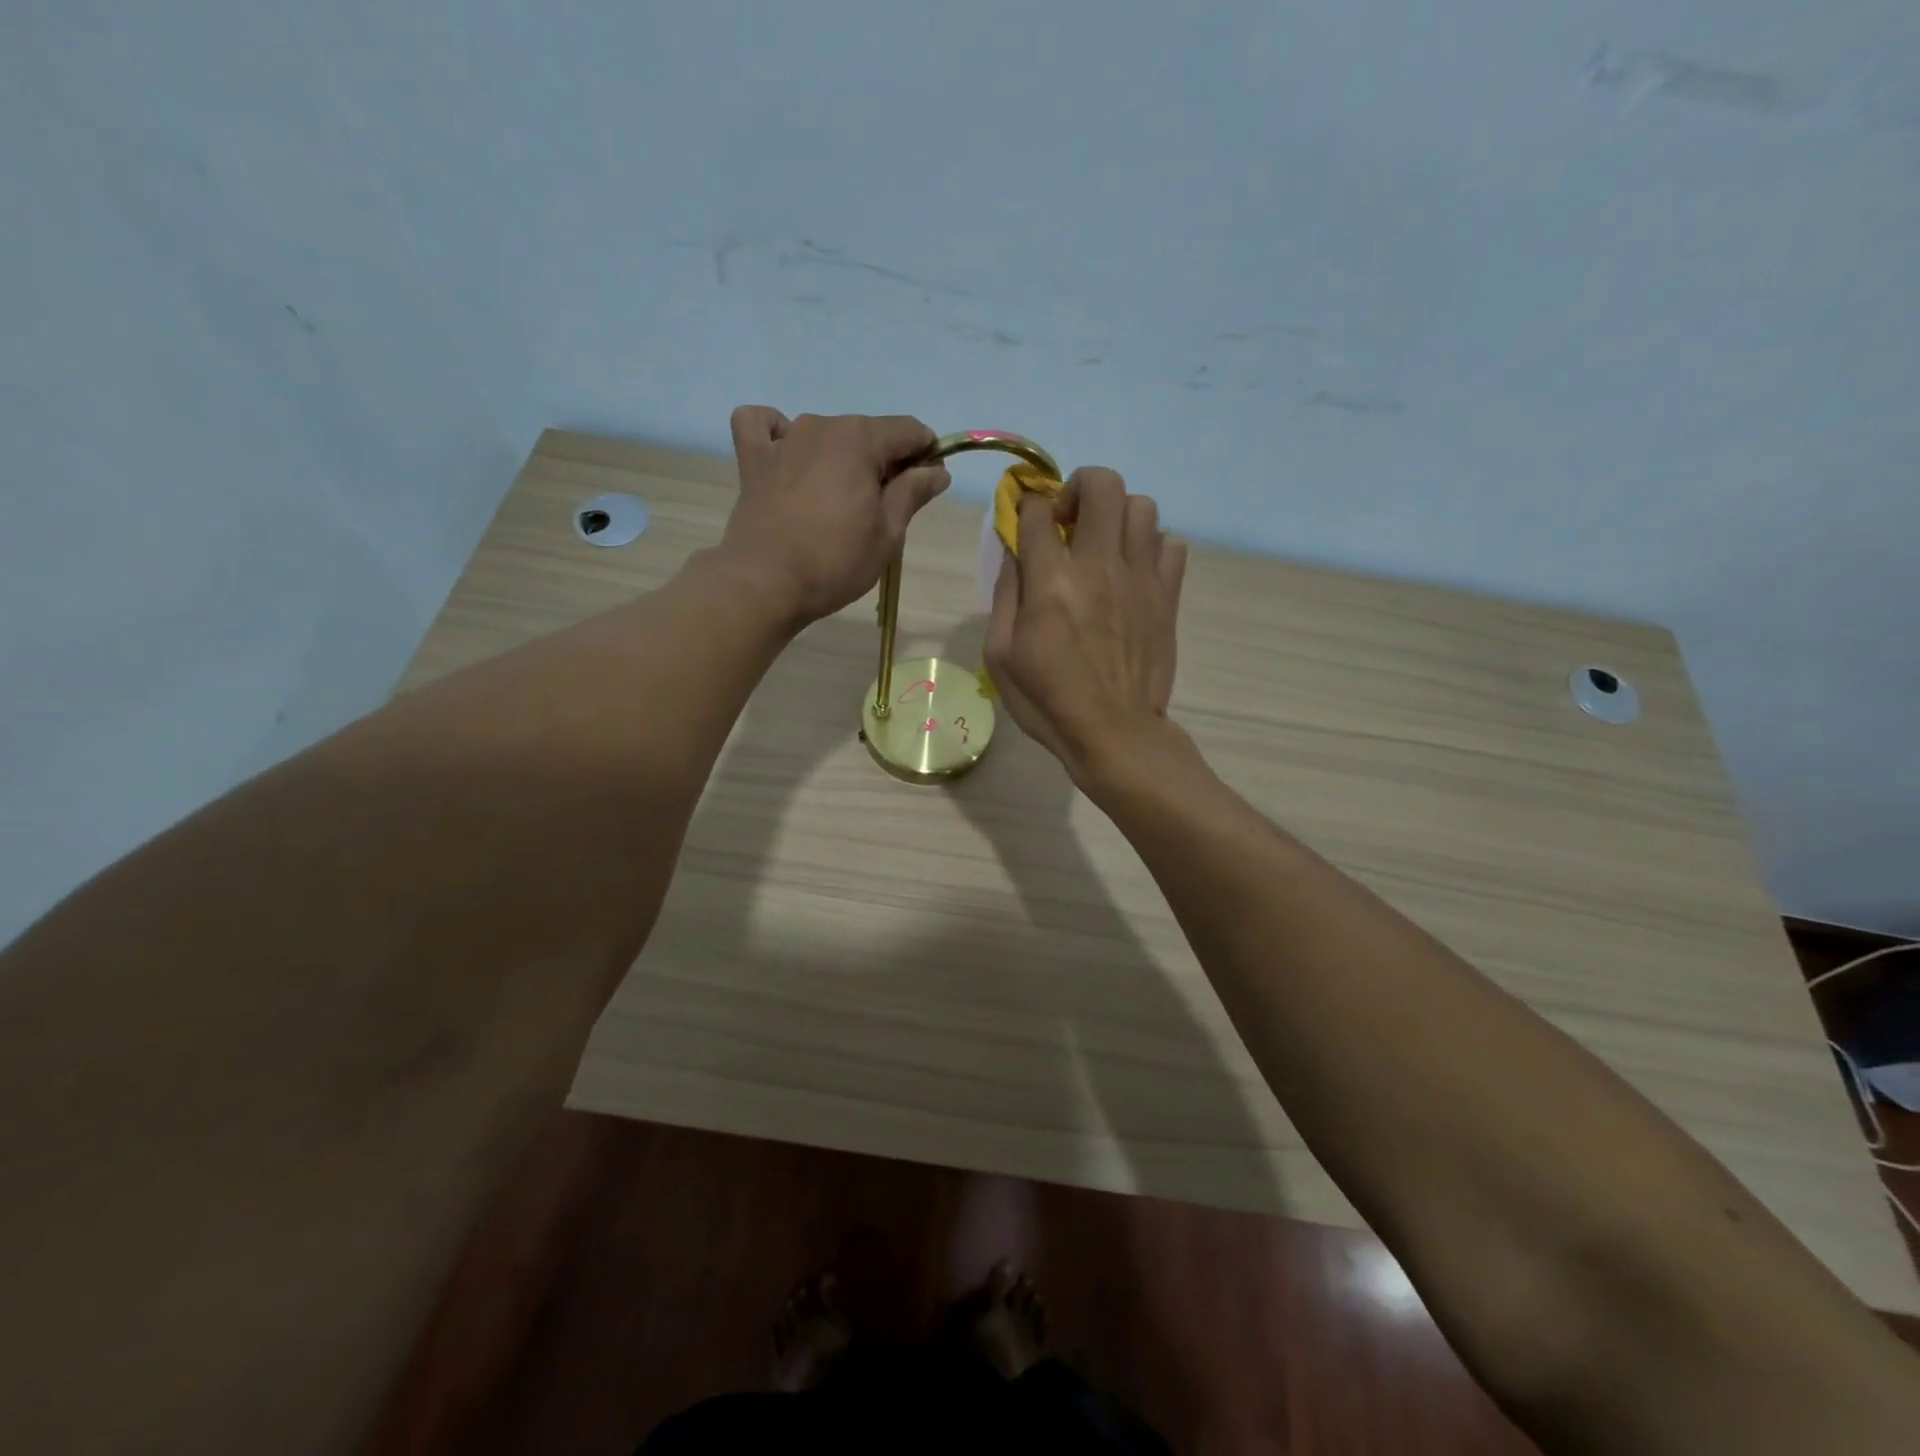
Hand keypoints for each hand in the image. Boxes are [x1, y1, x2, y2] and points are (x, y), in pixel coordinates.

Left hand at [718, 406, 949, 624]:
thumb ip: (913, 493)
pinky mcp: (753, 460)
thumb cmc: (835, 562)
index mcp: (860, 439)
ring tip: (837, 501)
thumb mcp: (887, 533)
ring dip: (840, 457)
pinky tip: (787, 456)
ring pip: (825, 434)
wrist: (765, 584)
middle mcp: (821, 426)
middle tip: (883, 510)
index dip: (926, 456)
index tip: (926, 488)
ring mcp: (783, 439)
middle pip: (868, 433)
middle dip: (884, 462)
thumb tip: (938, 471)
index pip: (909, 431)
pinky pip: (763, 426)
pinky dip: (777, 433)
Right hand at [984, 467, 1188, 783]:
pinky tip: (1134, 571)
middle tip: (1069, 522)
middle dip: (1079, 488)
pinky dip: (1151, 546)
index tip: (1025, 521)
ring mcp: (1140, 578)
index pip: (1037, 509)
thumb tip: (1014, 550)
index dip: (1026, 506)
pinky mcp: (1167, 596)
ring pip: (1141, 506)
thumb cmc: (1048, 700)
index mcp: (1051, 581)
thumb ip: (1006, 594)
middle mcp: (1099, 565)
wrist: (1114, 733)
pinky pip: (1171, 543)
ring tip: (1103, 546)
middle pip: (1102, 484)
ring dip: (1116, 516)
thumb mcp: (1000, 655)